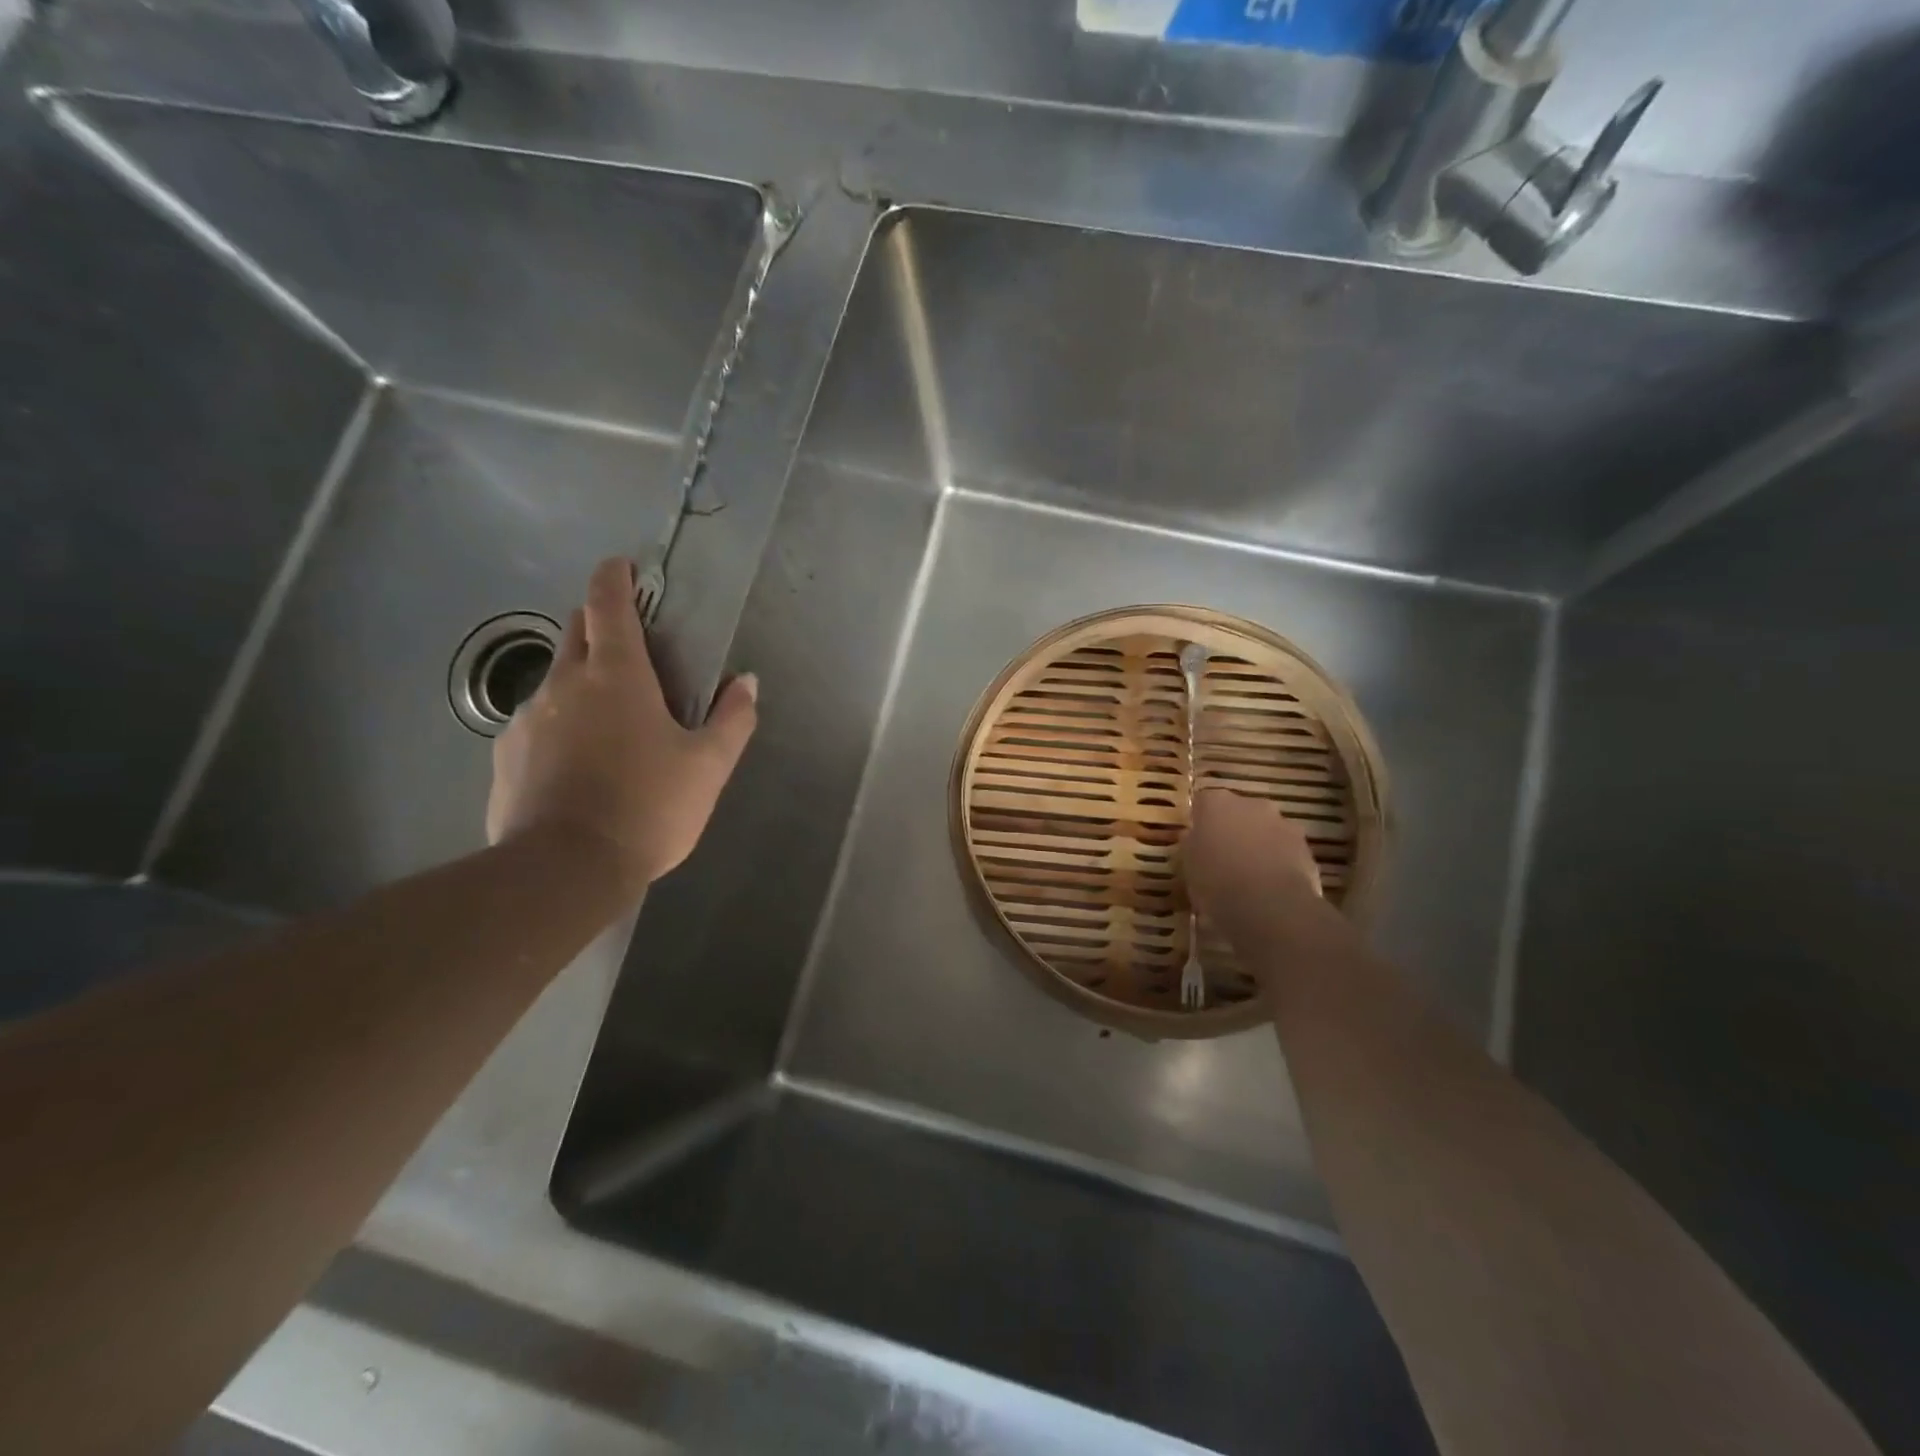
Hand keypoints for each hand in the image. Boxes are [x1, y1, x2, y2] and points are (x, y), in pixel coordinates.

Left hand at [486, 558, 757, 895]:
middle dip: (599, 623)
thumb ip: (733, 719)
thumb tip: (747, 682)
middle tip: (632, 648)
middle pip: (576, 630)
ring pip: (556, 677)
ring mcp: (527, 717)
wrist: (564, 870)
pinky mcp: (506, 754)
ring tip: (609, 719)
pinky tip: (578, 761)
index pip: (608, 603)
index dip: (614, 577)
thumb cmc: (648, 808)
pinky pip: (537, 720)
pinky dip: (560, 722)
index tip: (622, 565)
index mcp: (617, 674)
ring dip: (581, 679)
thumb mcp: (708, 766)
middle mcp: (565, 682)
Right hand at [1186, 789, 1322, 928]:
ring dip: (1258, 844)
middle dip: (1233, 829)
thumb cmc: (1215, 880)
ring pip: (1266, 830)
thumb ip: (1191, 844)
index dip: (1201, 821)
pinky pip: (1286, 850)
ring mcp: (1283, 824)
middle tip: (1223, 857)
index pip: (1204, 802)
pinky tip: (1270, 888)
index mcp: (1216, 803)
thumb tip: (1193, 836)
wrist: (1267, 906)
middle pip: (1239, 812)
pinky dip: (1278, 862)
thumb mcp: (1187, 864)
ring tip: (1249, 876)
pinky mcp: (1306, 848)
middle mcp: (1252, 803)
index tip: (1198, 841)